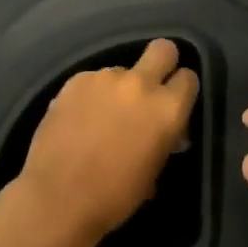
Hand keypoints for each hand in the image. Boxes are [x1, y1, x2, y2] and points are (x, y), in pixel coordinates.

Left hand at [16, 39, 199, 246]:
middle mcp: (140, 84)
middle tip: (149, 87)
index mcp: (167, 109)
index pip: (189, 78)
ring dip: (118, 88)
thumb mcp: (154, 170)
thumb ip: (164, 139)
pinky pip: (92, 80)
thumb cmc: (115, 196)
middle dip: (161, 62)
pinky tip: (79, 119)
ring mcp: (105, 78)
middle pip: (162, 49)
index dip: (181, 90)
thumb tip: (165, 132)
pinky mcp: (75, 80)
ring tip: (101, 116)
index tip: (173, 104)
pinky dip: (91, 95)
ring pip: (121, 70)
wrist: (59, 197)